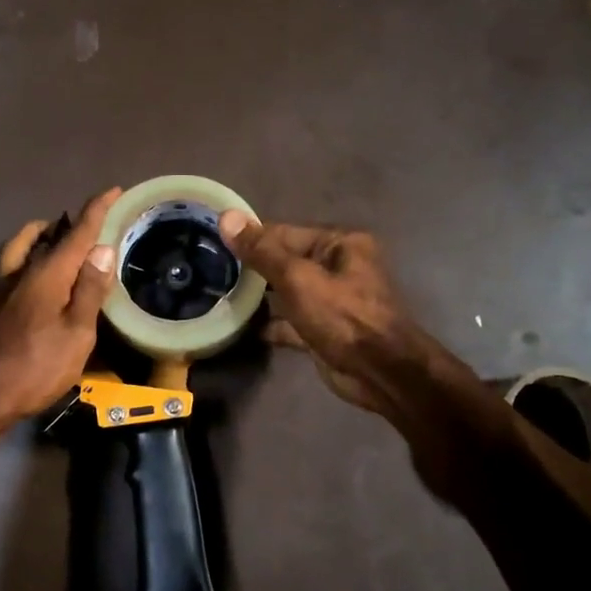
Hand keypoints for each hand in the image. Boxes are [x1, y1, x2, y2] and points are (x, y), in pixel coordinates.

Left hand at [0, 187, 119, 423]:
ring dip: (31, 241)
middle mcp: (18, 276)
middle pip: (40, 238)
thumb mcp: (77, 333)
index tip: (112, 189)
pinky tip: (15, 292)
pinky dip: (10, 279)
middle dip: (63, 225)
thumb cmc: (37, 367)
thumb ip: (89, 290)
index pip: (77, 234)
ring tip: (46, 242)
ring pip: (13, 254)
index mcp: (46, 275)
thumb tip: (102, 249)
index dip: (96, 210)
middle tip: (81, 226)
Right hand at [217, 213, 432, 415]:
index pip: (285, 233)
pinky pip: (290, 321)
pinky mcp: (324, 330)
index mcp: (340, 244)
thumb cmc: (343, 316)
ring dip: (259, 296)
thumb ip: (261, 251)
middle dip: (252, 267)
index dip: (250, 237)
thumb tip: (226, 218)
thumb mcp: (298, 279)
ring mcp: (331, 300)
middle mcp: (338, 266)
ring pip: (287, 292)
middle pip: (285, 261)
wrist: (380, 372)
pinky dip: (270, 323)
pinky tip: (240, 327)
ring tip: (219, 294)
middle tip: (210, 269)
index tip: (213, 240)